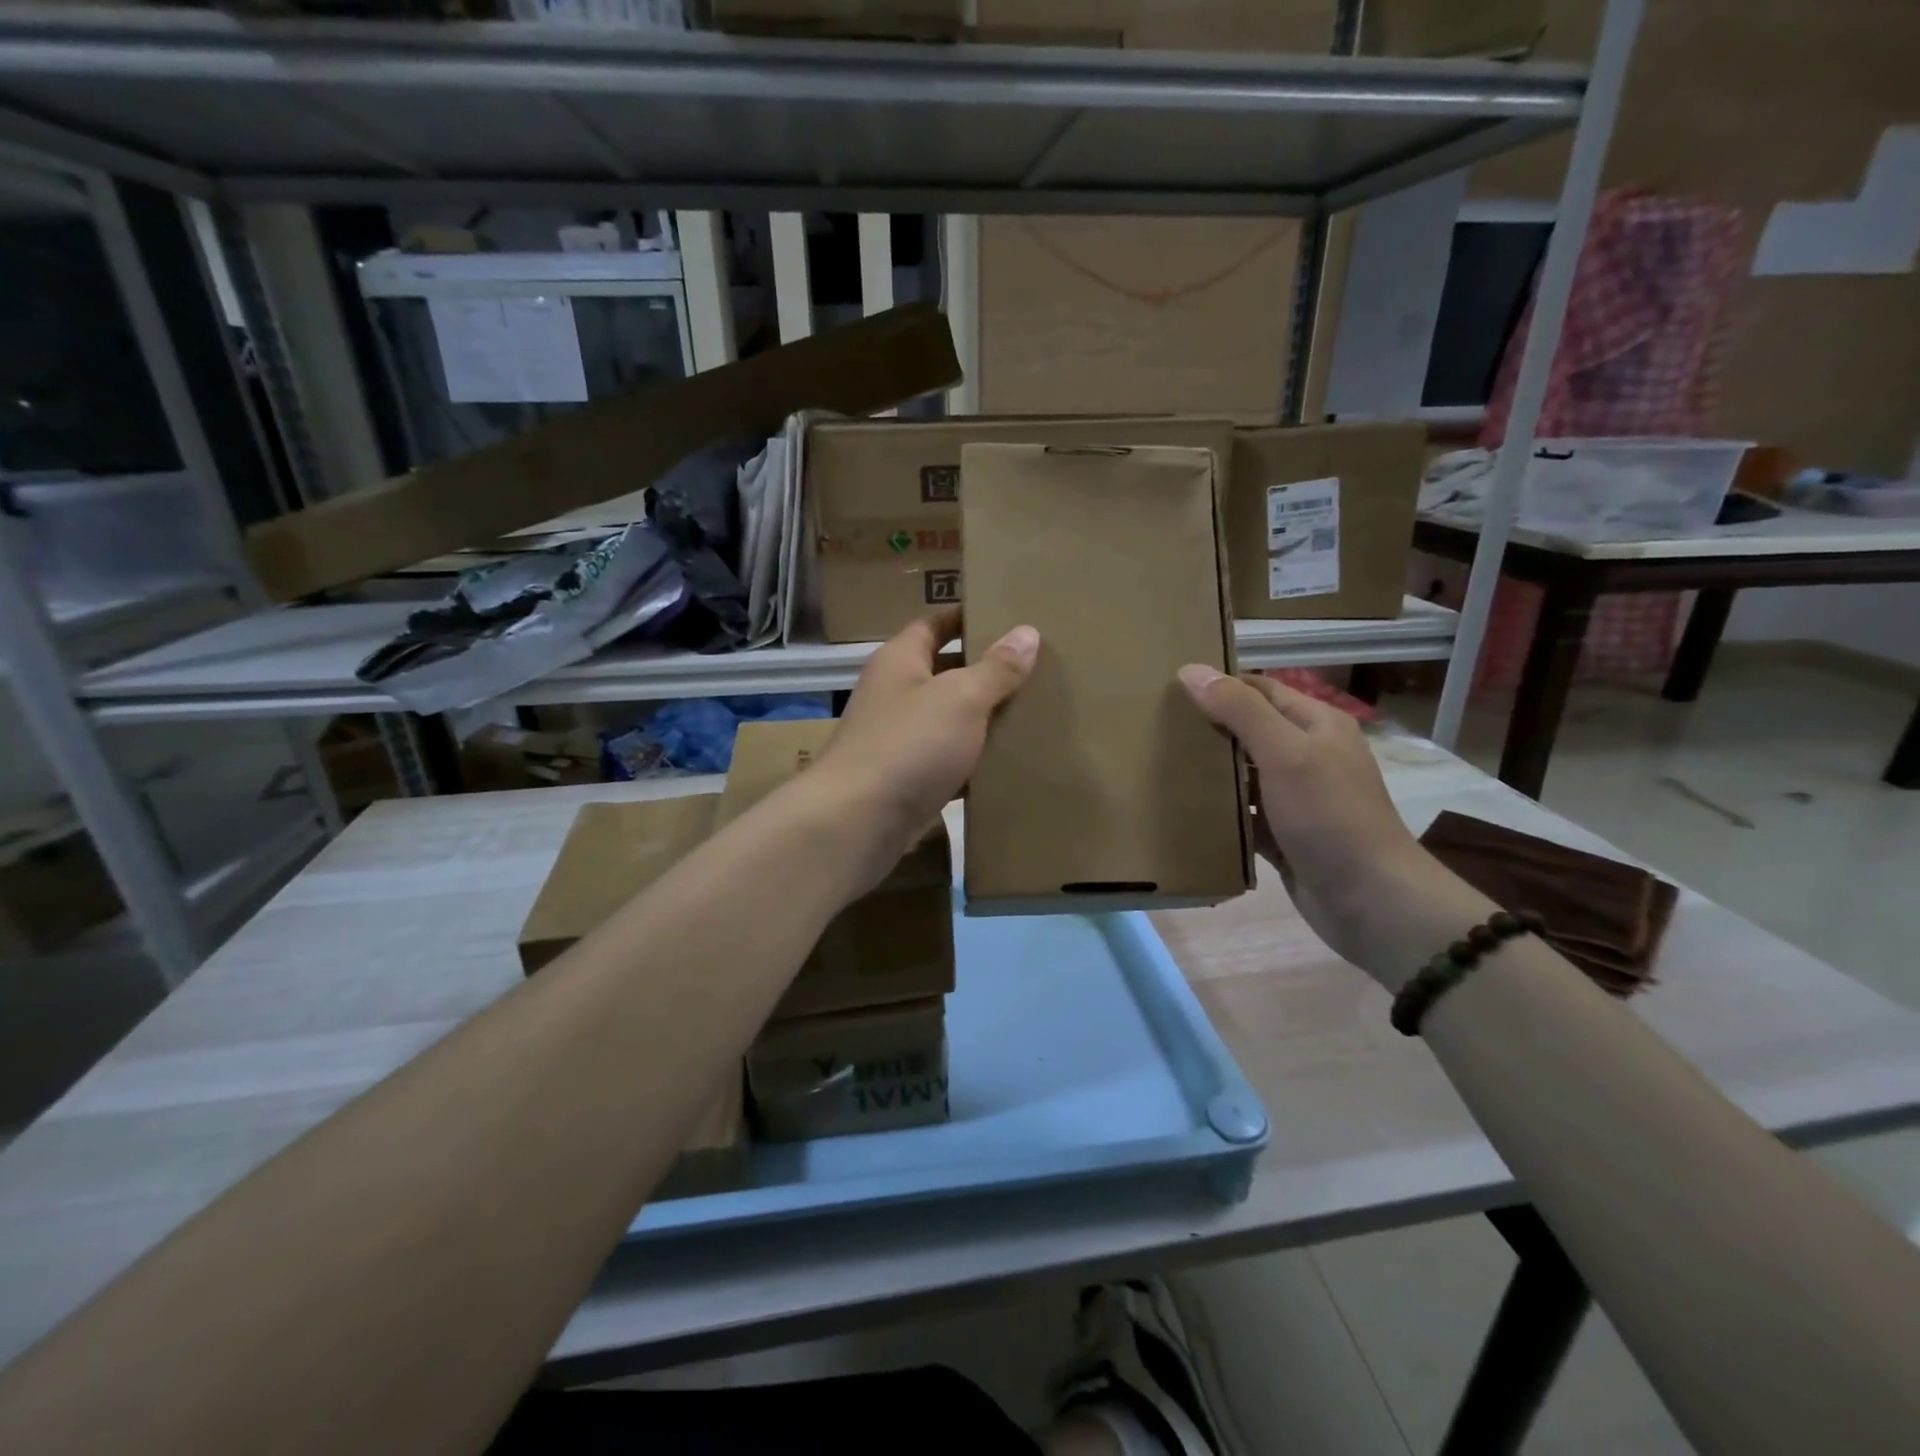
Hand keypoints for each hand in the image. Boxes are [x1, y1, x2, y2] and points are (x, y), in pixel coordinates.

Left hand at [812, 608, 1037, 885]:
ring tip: (1034, 714)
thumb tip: (1027, 632)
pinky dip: (974, 763)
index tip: (1009, 616)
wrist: (856, 823)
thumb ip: (996, 668)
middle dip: (986, 670)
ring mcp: (898, 739)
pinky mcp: (906, 780)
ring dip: (984, 719)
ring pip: (949, 720)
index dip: (968, 616)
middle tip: (1037, 668)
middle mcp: (896, 694)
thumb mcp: (960, 698)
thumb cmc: (908, 745)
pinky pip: (947, 762)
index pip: (935, 623)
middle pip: (945, 672)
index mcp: (901, 660)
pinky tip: (1009, 766)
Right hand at [1177, 667, 1492, 988]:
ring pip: (1243, 773)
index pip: (1259, 689)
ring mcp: (1296, 797)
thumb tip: (1191, 671)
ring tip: (1159, 764)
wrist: (1369, 900)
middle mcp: (1308, 755)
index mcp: (1316, 724)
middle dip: (1207, 728)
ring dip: (1210, 771)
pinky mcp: (1283, 834)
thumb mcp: (1285, 752)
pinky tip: (1182, 810)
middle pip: (1248, 730)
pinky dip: (1219, 811)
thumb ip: (1240, 710)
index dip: (1219, 685)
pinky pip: (1243, 814)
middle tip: (1155, 727)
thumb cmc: (1329, 815)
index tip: (1169, 690)